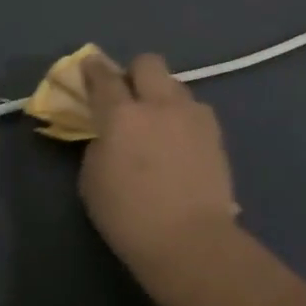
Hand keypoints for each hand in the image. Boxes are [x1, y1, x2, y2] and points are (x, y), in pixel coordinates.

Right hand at [79, 53, 240, 274]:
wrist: (190, 242)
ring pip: (175, 84)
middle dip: (135, 72)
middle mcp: (158, 104)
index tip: (89, 66)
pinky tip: (180, 140)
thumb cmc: (129, 217)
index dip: (93, 68)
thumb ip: (98, 145)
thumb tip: (109, 133)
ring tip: (159, 121)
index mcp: (121, 115)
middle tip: (129, 95)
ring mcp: (192, 115)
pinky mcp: (215, 133)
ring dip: (162, 95)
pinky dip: (183, 117)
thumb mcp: (92, 180)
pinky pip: (194, 110)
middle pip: (148, 63)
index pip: (104, 77)